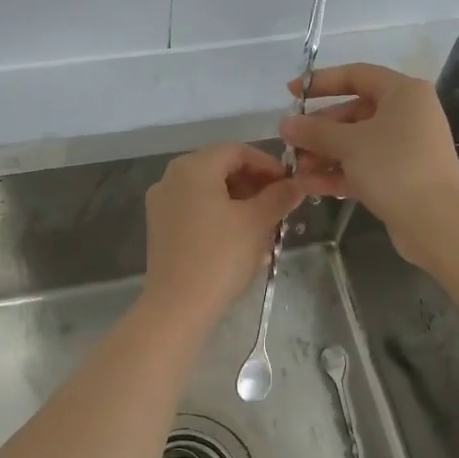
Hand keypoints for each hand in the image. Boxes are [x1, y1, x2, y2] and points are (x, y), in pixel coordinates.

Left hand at [140, 144, 308, 332]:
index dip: (268, 165)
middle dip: (255, 186)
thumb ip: (279, 196)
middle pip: (221, 169)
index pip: (237, 151)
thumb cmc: (220, 256)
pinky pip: (197, 212)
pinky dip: (222, 218)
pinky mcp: (161, 229)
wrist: (178, 306)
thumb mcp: (257, 223)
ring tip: (266, 229)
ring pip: (210, 193)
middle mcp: (171, 178)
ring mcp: (162, 204)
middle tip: (280, 207)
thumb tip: (298, 184)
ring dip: (241, 204)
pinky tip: (243, 242)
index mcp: (193, 168)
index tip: (290, 185)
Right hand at [280, 64, 458, 260]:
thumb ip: (315, 131)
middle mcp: (407, 115)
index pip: (356, 75)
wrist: (437, 220)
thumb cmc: (394, 166)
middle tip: (290, 143)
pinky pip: (363, 168)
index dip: (321, 81)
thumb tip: (285, 124)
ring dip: (324, 155)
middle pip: (354, 113)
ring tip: (294, 169)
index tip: (291, 93)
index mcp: (403, 93)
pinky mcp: (400, 178)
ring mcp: (404, 148)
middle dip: (319, 130)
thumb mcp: (349, 144)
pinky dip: (338, 174)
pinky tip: (308, 186)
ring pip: (356, 144)